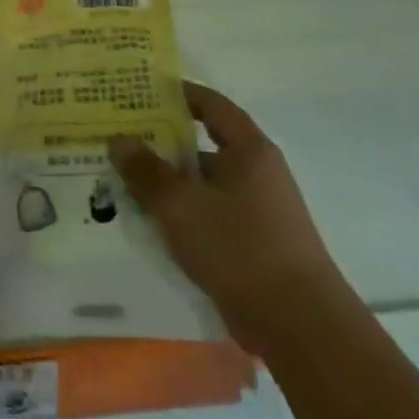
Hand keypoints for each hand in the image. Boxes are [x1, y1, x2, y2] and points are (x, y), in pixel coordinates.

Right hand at [110, 82, 348, 355]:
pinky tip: (152, 222)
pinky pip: (211, 214)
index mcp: (249, 149)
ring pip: (204, 183)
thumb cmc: (239, 248)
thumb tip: (118, 140)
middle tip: (120, 138)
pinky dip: (183, 212)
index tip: (141, 91)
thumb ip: (146, 171)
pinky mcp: (255, 244)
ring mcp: (259, 210)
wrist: (300, 327)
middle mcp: (258, 172)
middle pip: (204, 144)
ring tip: (125, 181)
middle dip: (163, 142)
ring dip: (170, 181)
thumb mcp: (180, 205)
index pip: (211, 105)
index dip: (178, 93)